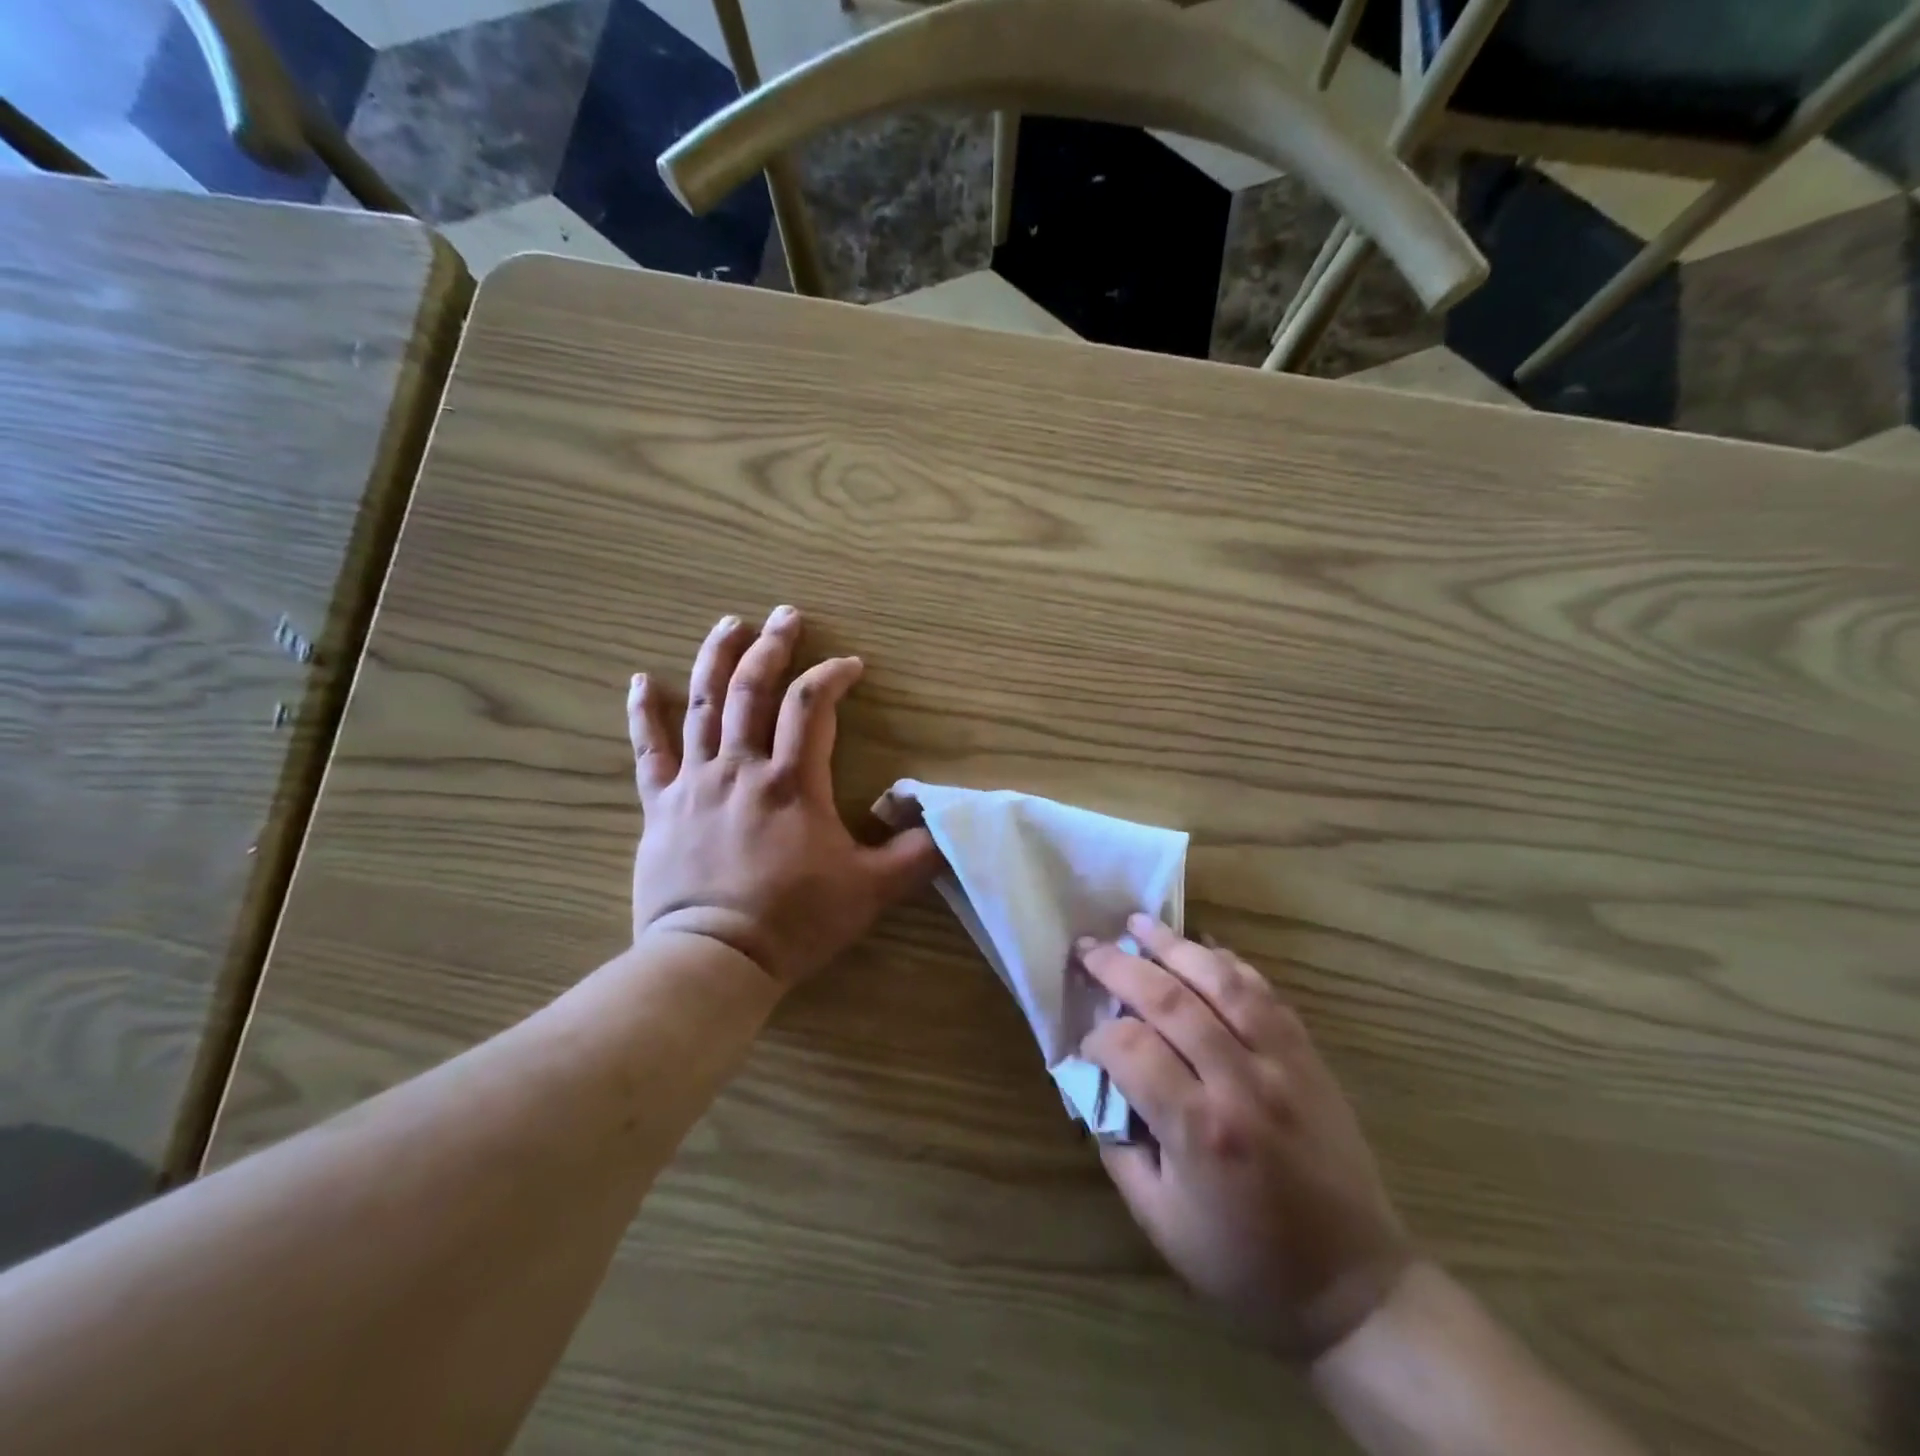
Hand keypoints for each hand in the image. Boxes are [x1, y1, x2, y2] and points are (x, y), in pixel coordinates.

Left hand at [626, 607, 941, 986]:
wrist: (714, 959)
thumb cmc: (795, 921)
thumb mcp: (872, 890)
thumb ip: (916, 853)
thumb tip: (948, 823)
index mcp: (792, 782)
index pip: (813, 705)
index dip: (833, 676)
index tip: (851, 666)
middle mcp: (741, 768)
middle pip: (754, 689)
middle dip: (774, 647)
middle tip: (787, 615)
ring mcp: (695, 783)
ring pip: (703, 705)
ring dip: (717, 659)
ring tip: (730, 624)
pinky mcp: (661, 805)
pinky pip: (649, 750)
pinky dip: (643, 712)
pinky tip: (642, 680)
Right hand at [1078, 917, 1411, 1359]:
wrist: (1354, 1286)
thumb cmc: (1246, 1264)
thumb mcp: (1160, 1224)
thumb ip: (1118, 1148)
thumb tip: (1096, 1085)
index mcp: (1200, 1132)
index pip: (1131, 1051)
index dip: (1097, 1037)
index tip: (1086, 1043)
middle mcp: (1241, 1084)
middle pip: (1170, 1001)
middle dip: (1120, 967)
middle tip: (1089, 948)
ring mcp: (1282, 1064)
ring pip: (1222, 982)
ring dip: (1174, 947)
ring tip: (1138, 924)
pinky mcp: (1308, 1057)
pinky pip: (1265, 993)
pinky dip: (1229, 962)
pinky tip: (1202, 946)